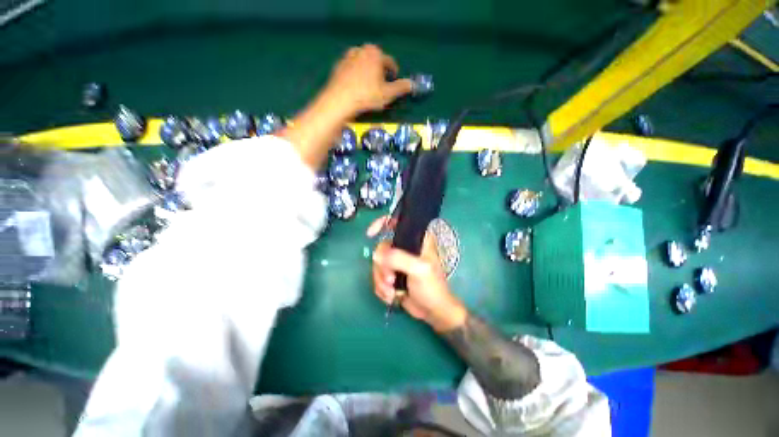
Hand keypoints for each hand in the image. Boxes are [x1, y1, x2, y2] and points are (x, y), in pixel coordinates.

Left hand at [281, 44, 411, 169]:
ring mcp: (347, 58)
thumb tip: (413, 84)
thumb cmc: (367, 96)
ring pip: (363, 65)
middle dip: (380, 72)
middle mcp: (361, 50)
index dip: (394, 73)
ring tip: (369, 88)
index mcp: (375, 53)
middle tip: (381, 86)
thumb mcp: (388, 94)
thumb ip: (401, 88)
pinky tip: (356, 89)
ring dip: (368, 73)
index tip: (394, 82)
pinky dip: (356, 77)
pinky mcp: (338, 67)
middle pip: (375, 61)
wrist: (339, 101)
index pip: (389, 62)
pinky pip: (351, 70)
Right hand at [367, 217, 467, 331]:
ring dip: (381, 281)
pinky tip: (392, 296)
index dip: (382, 223)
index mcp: (416, 239)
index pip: (397, 222)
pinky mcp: (392, 274)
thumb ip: (398, 258)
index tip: (371, 233)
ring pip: (377, 264)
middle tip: (391, 280)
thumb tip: (376, 255)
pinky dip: (382, 288)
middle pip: (381, 248)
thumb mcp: (419, 270)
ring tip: (393, 292)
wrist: (432, 312)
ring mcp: (397, 262)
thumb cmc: (432, 287)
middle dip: (383, 267)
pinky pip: (377, 276)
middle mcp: (405, 247)